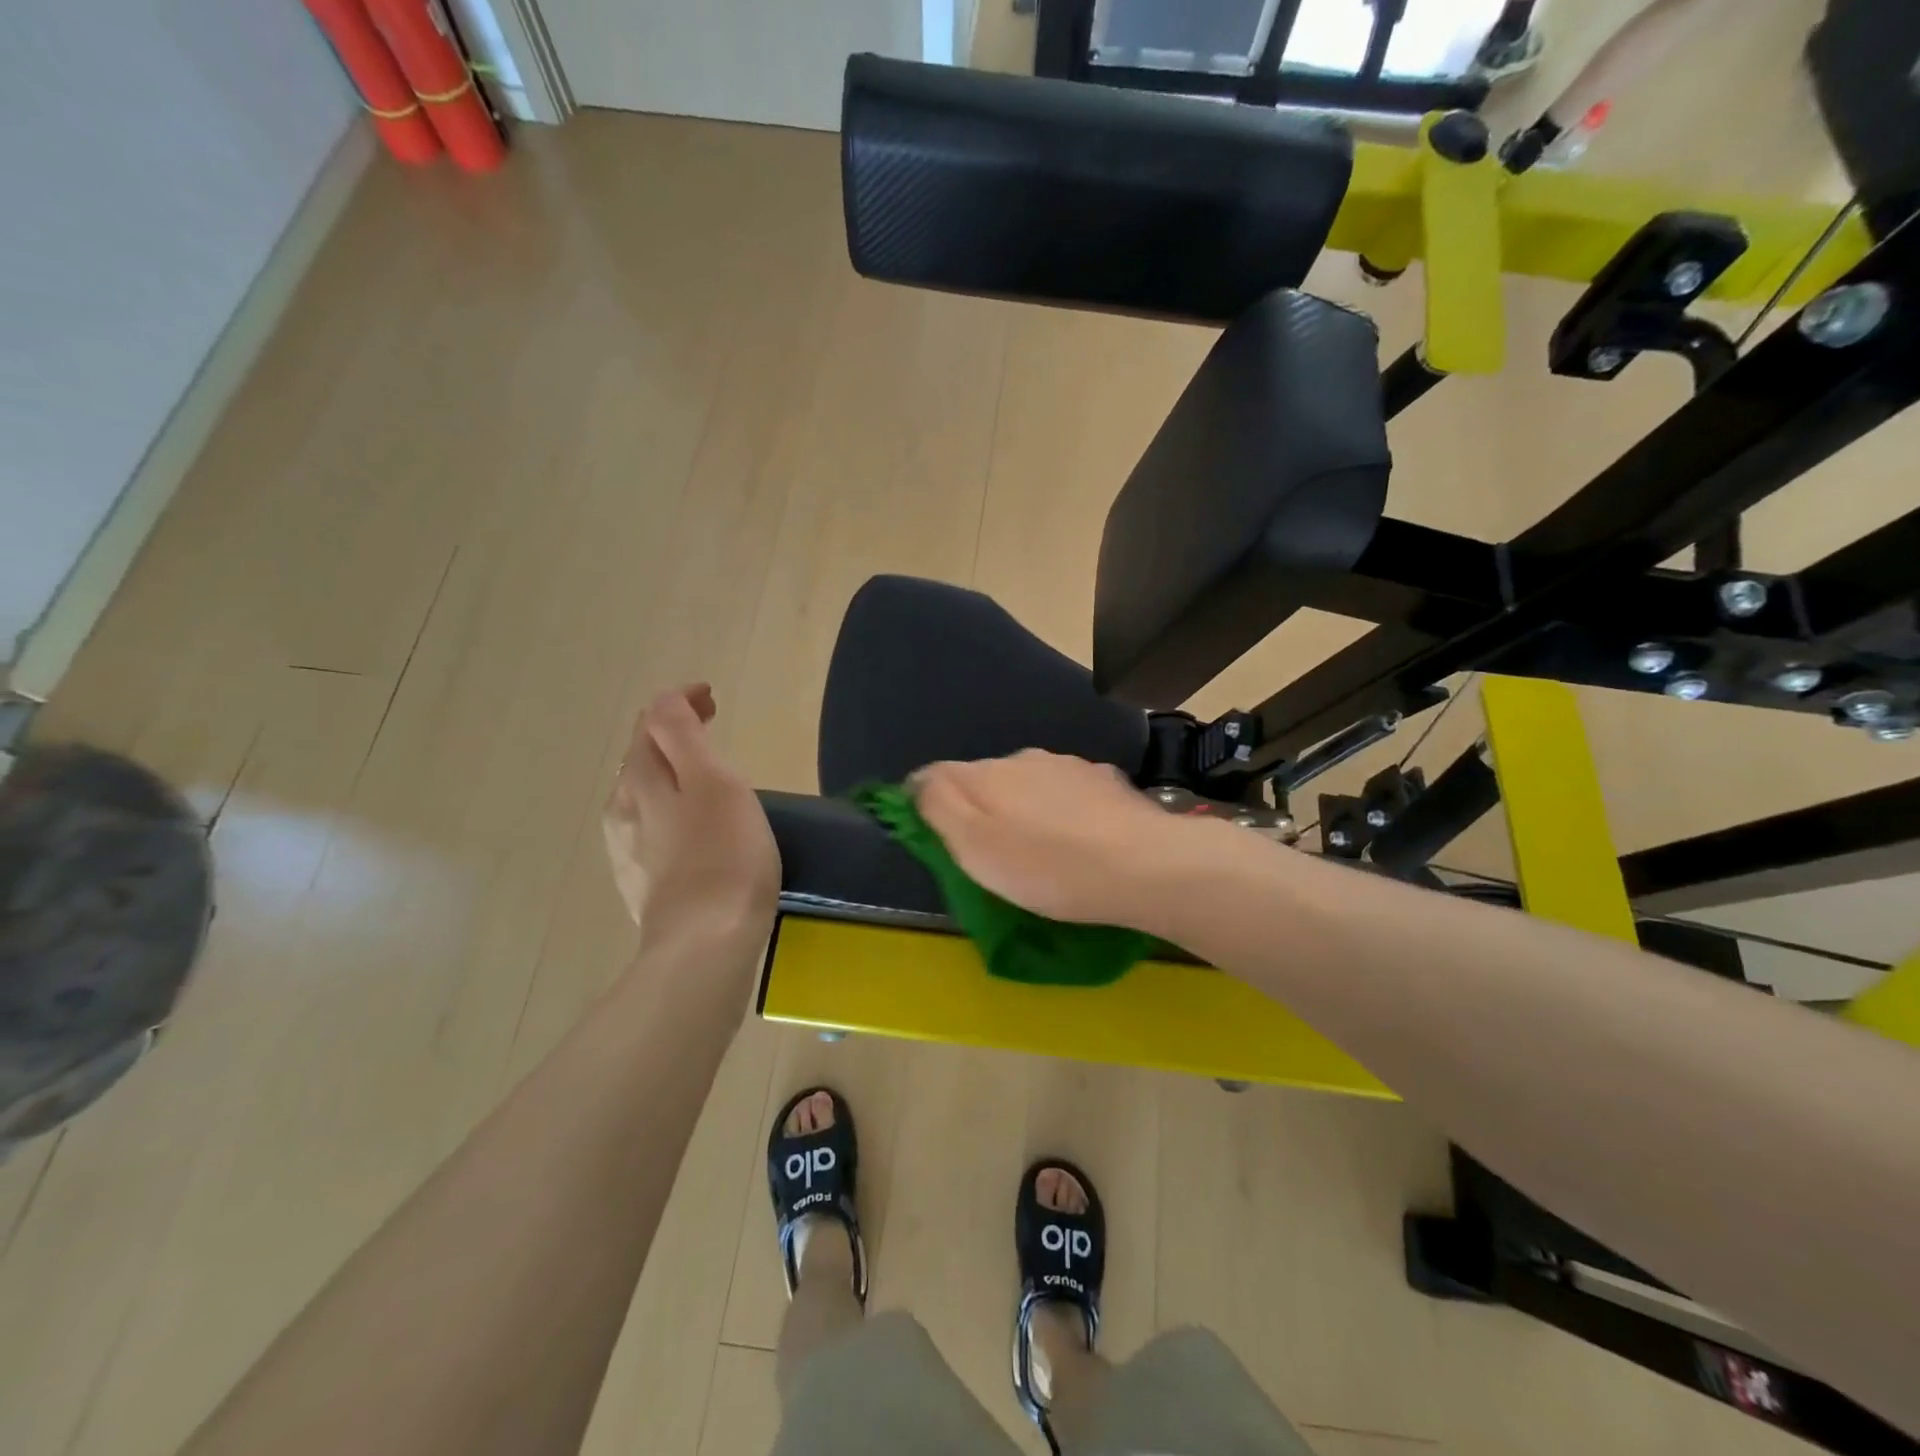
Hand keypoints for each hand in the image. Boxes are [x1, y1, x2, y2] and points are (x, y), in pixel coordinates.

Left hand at [602, 685, 778, 959]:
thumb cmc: (725, 855)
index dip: (679, 701)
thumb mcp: (713, 781)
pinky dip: (668, 806)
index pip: (653, 721)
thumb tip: (668, 702)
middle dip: (672, 731)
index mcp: (641, 779)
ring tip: (700, 769)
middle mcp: (622, 808)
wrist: (706, 943)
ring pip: (642, 792)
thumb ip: (684, 735)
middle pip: (642, 755)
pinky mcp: (641, 882)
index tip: (711, 697)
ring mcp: (627, 849)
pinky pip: (649, 827)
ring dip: (668, 770)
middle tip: (709, 722)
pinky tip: (686, 823)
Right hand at [913, 750, 1205, 930]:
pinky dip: (1062, 812)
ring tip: (1037, 850)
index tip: (934, 838)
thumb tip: (915, 781)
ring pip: (1029, 783)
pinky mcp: (1107, 782)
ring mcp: (1070, 766)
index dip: (928, 803)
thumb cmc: (1047, 866)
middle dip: (979, 808)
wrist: (1143, 866)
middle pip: (984, 778)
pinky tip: (1078, 839)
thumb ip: (938, 806)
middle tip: (989, 854)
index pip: (937, 774)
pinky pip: (1068, 793)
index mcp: (986, 773)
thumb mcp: (975, 846)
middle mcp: (1024, 758)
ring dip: (1023, 808)